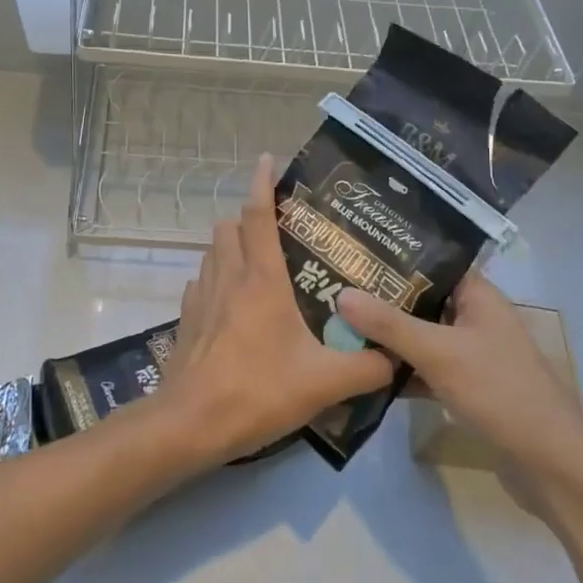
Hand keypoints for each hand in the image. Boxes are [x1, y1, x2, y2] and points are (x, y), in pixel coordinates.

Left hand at [155, 154, 394, 469]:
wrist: (190, 423)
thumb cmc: (257, 390)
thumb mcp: (324, 383)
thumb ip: (366, 367)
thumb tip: (395, 357)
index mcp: (260, 278)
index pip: (257, 214)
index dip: (262, 181)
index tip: (268, 158)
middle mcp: (228, 276)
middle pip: (229, 226)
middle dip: (248, 217)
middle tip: (277, 229)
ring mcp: (201, 296)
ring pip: (213, 251)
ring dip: (231, 246)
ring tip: (258, 265)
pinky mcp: (187, 319)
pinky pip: (201, 282)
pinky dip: (216, 279)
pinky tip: (234, 305)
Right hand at [338, 272, 582, 501]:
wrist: (550, 465)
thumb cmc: (499, 391)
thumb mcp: (439, 352)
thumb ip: (390, 324)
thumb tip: (341, 293)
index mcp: (478, 295)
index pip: (431, 262)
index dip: (394, 258)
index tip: (352, 254)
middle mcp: (475, 317)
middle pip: (422, 300)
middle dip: (383, 299)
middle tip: (335, 289)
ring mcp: (473, 354)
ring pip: (422, 336)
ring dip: (390, 337)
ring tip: (341, 325)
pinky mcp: (468, 387)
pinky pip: (427, 368)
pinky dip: (403, 369)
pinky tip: (366, 372)